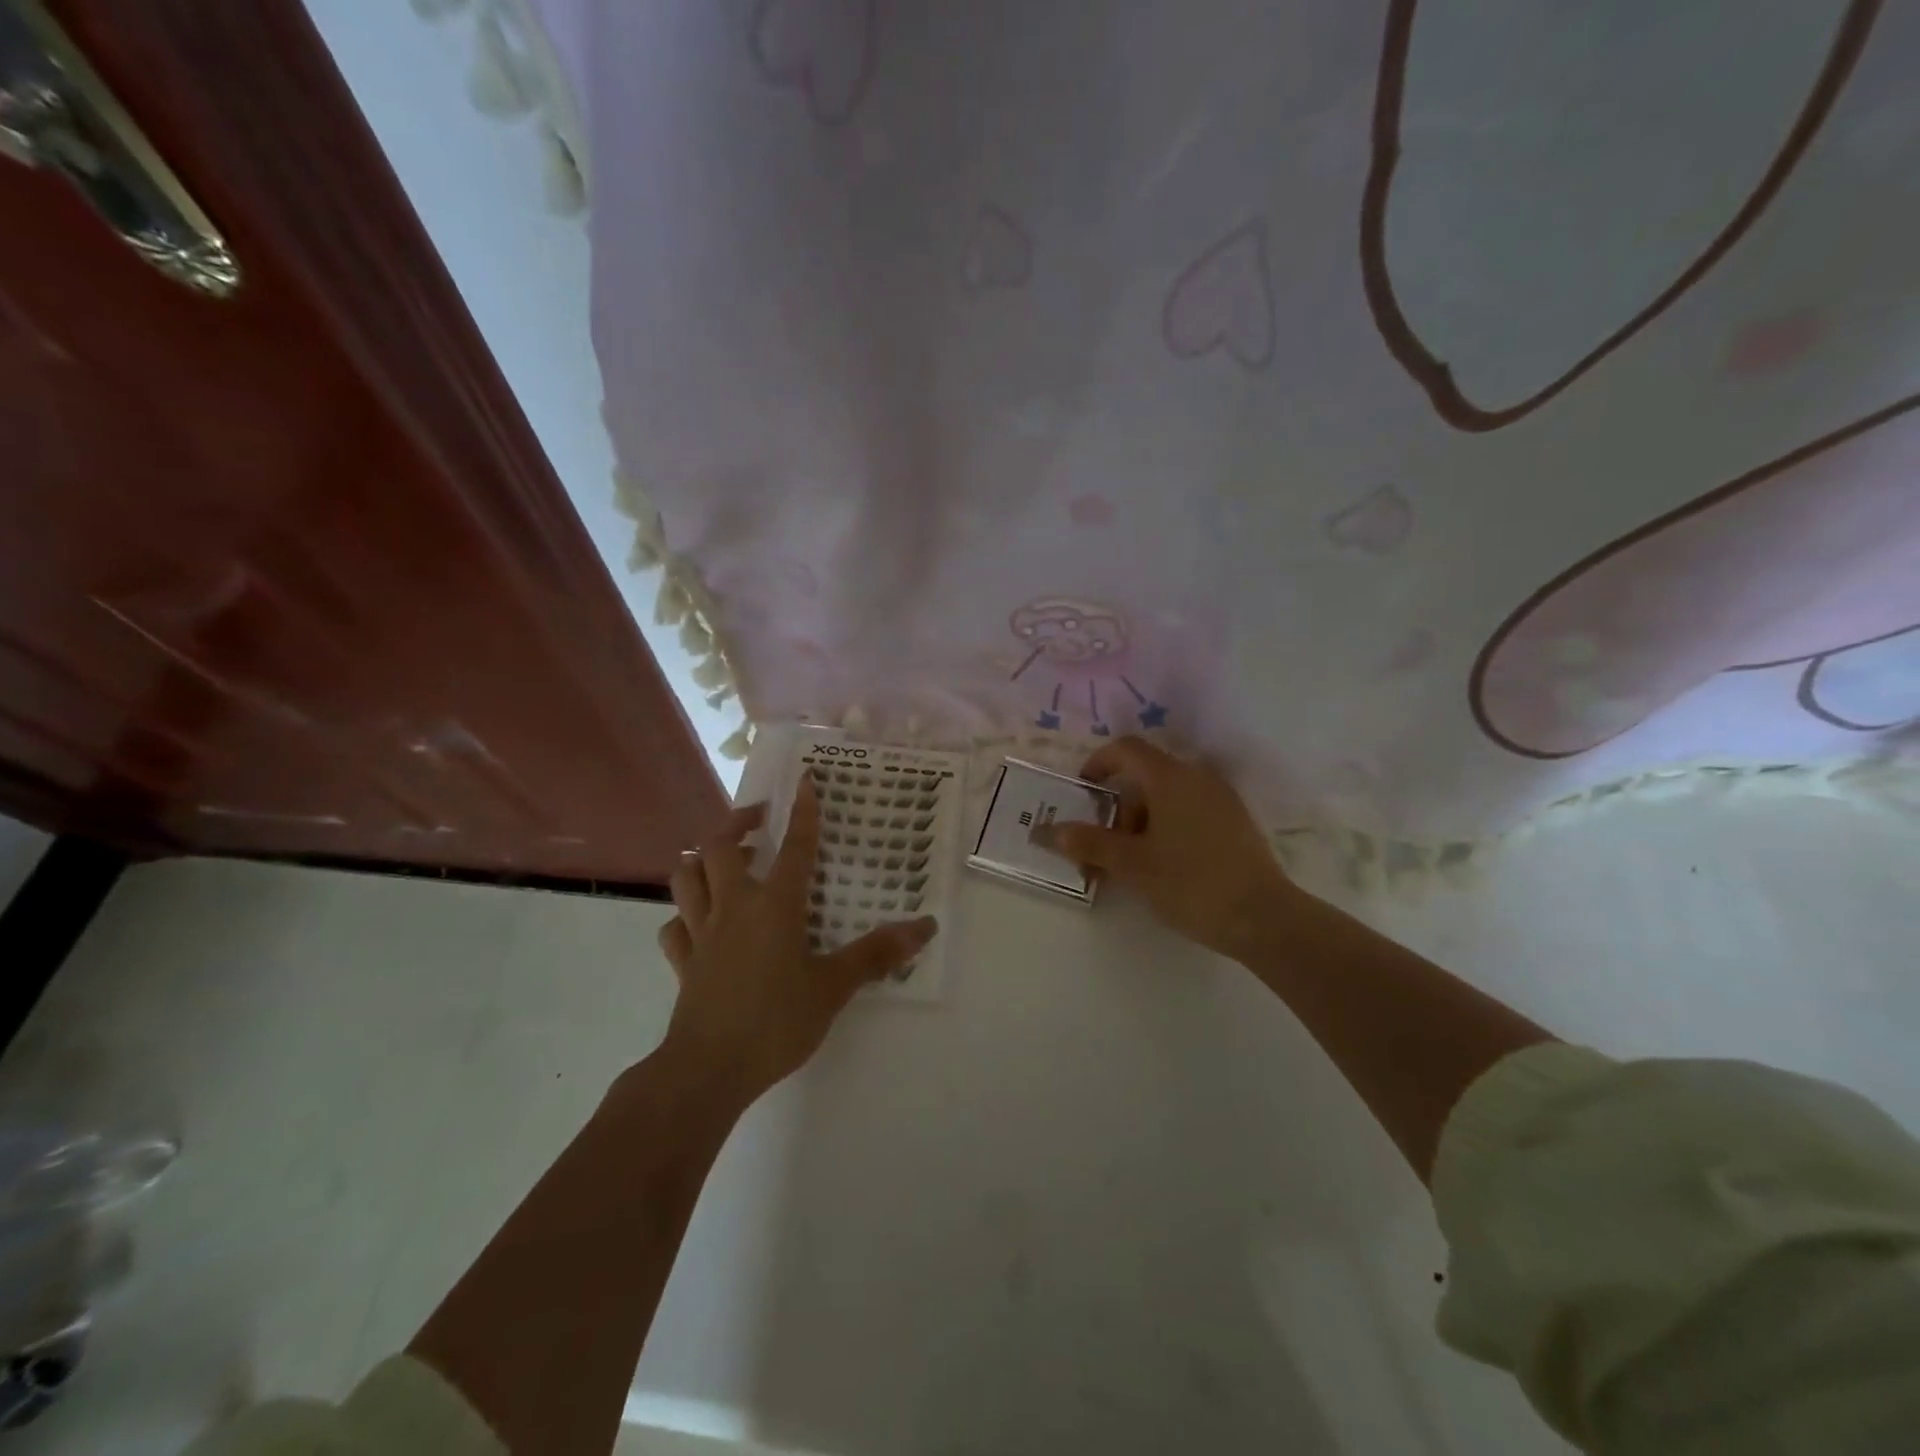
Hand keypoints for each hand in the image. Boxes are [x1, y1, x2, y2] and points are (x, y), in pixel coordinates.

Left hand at [657, 779, 936, 1102]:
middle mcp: (733, 907)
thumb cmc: (776, 1021)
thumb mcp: (834, 987)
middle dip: (737, 823)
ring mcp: (701, 933)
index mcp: (774, 905)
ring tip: (723, 858)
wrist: (708, 1069)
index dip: (802, 812)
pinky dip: (684, 914)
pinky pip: (674, 925)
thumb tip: (925, 927)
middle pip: (719, 846)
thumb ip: (877, 954)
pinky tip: (698, 921)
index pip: (794, 847)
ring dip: (701, 859)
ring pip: (686, 876)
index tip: (805, 780)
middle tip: (759, 819)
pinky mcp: (682, 962)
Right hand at [1030, 736, 1299, 961]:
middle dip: (1117, 807)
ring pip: (1167, 797)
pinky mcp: (1235, 823)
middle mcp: (1198, 777)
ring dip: (1140, 822)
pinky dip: (1166, 828)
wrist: (1264, 918)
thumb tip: (1049, 830)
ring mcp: (1221, 799)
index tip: (1082, 794)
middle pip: (1145, 776)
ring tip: (1130, 865)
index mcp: (1170, 777)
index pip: (1126, 749)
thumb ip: (1088, 842)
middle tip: (1102, 846)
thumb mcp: (1131, 865)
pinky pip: (1189, 811)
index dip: (1097, 764)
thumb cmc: (1190, 883)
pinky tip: (1163, 866)